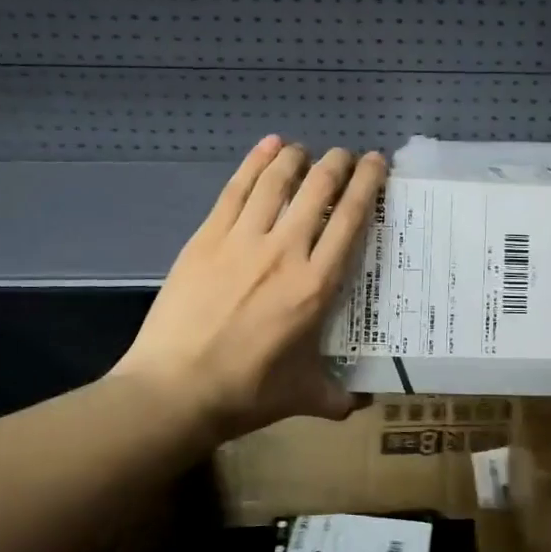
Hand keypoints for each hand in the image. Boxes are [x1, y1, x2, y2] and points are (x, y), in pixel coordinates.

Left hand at [114, 137, 385, 443]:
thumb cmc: (246, 392)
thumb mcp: (304, 397)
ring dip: (295, 158)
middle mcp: (285, 251)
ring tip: (305, 149)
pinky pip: (236, 190)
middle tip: (346, 154)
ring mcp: (242, 240)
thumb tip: (363, 404)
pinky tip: (266, 147)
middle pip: (317, 190)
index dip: (366, 184)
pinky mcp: (207, 238)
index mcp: (316, 285)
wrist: (175, 389)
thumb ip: (339, 397)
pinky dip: (254, 163)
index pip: (350, 219)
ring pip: (276, 182)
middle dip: (337, 164)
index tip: (376, 162)